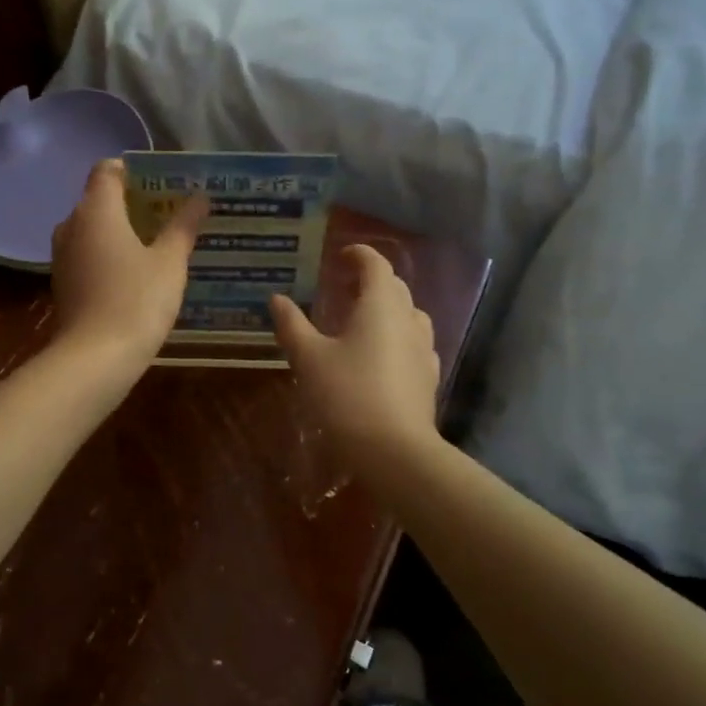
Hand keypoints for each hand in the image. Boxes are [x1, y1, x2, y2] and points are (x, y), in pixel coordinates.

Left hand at [51, 160, 206, 369]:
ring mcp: (62, 256)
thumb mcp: (170, 262)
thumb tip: (200, 197)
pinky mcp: (63, 283)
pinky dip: (109, 255)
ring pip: (93, 229)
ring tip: (157, 244)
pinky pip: (88, 254)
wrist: (95, 358)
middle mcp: (71, 225)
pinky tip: (136, 274)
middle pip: (100, 199)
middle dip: (133, 202)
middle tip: (170, 214)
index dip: (134, 170)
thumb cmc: (137, 300)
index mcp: (96, 210)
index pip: (107, 169)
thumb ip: (183, 225)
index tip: (163, 184)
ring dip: (121, 231)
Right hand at [270, 244, 440, 476]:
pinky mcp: (428, 378)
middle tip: (343, 288)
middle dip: (371, 281)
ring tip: (361, 322)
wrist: (394, 451)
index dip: (358, 255)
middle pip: (395, 287)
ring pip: (408, 315)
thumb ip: (292, 325)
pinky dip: (396, 338)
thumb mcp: (309, 359)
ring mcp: (424, 349)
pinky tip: (381, 357)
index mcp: (381, 305)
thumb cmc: (347, 396)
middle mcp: (408, 319)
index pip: (376, 264)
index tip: (340, 256)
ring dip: (387, 309)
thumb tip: (277, 298)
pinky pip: (414, 344)